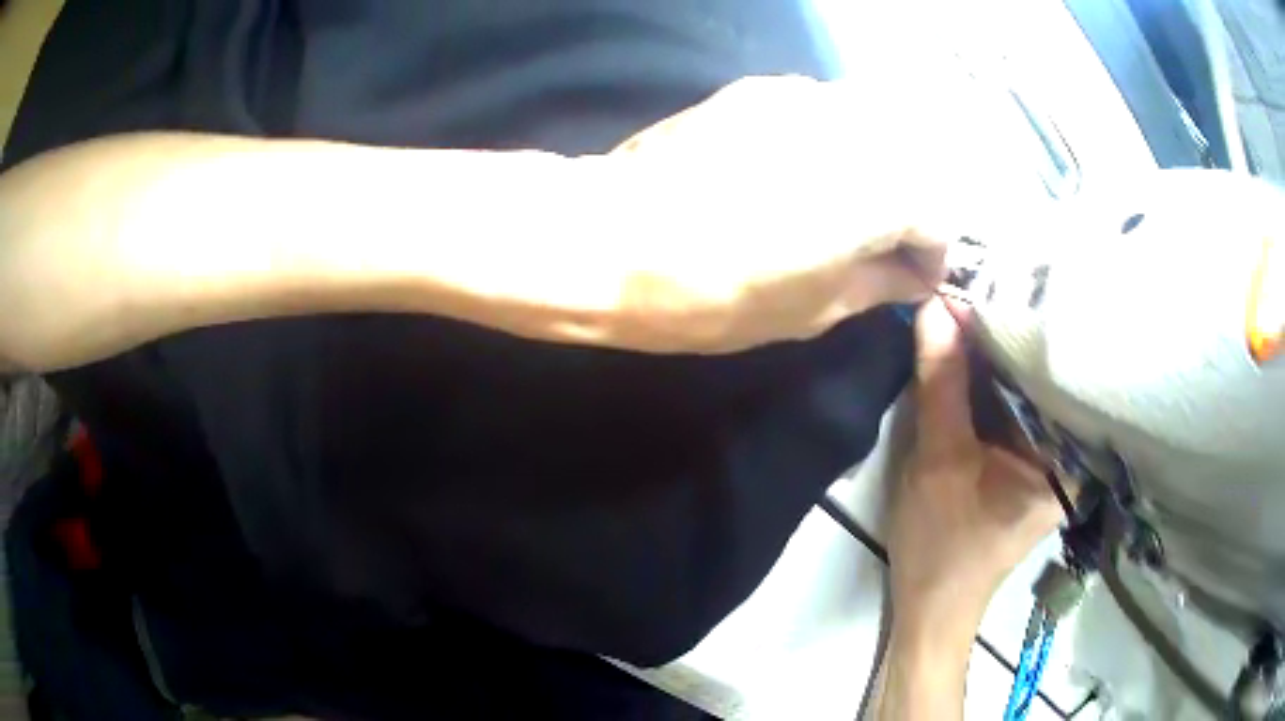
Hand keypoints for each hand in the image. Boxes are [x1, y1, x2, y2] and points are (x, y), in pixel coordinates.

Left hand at [605, 74, 1009, 351]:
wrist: (610, 238)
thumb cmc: (717, 292)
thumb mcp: (814, 309)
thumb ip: (878, 283)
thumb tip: (910, 274)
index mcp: (882, 189)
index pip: (941, 213)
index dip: (931, 252)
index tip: (909, 277)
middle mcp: (857, 127)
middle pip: (915, 162)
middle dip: (909, 206)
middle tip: (879, 245)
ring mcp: (806, 97)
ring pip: (873, 128)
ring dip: (873, 169)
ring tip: (838, 208)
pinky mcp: (761, 89)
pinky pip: (824, 111)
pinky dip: (831, 142)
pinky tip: (797, 170)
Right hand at [888, 300, 1063, 637]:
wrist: (931, 605)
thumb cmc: (943, 546)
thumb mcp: (938, 460)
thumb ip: (942, 383)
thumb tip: (936, 305)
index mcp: (1067, 456)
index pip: (1059, 369)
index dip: (1029, 321)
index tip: (998, 275)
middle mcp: (1070, 450)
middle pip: (1046, 375)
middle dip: (1013, 332)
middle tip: (986, 274)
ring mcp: (1050, 455)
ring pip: (1028, 387)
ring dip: (1002, 353)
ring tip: (982, 296)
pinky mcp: (1029, 458)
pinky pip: (1016, 405)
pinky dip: (995, 379)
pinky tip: (977, 346)